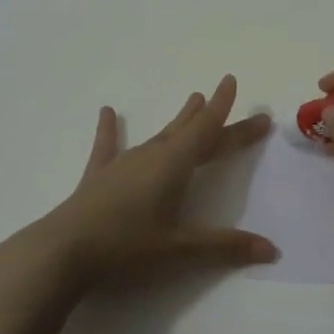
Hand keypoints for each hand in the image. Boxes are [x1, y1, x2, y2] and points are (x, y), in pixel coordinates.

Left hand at [42, 74, 278, 288]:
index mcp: (173, 166)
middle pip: (190, 132)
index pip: (208, 132)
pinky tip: (108, 112)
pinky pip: (109, 146)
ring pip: (158, 135)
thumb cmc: (126, 247)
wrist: (62, 252)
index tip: (234, 82)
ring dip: (178, 120)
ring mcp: (122, 164)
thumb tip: (272, 249)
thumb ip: (225, 247)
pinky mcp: (98, 177)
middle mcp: (151, 156)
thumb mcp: (179, 249)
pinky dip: (111, 130)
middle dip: (214, 118)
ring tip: (192, 100)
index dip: (226, 111)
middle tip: (230, 99)